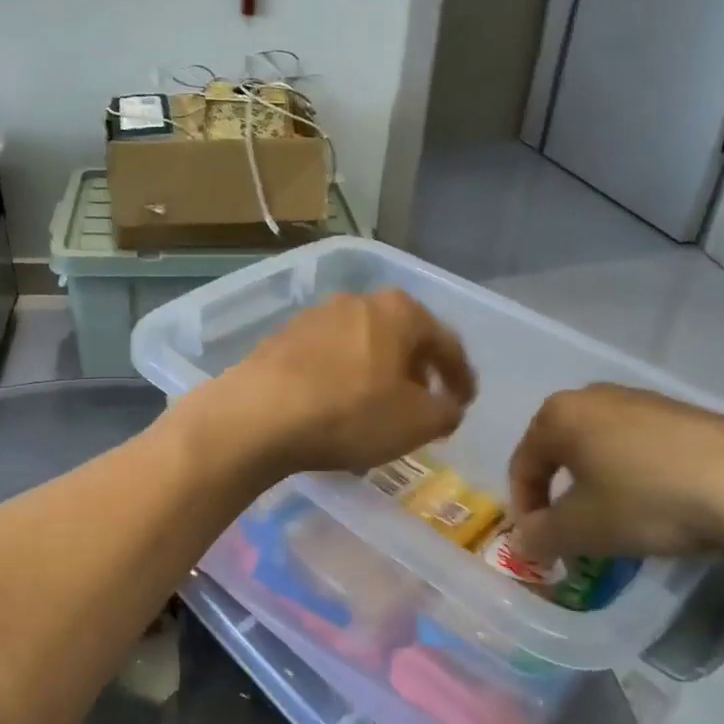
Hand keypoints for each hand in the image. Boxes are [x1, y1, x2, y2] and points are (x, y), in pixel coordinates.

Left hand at [186, 289, 476, 479]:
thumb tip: (447, 406)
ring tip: (379, 409)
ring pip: (361, 346)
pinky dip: (341, 379)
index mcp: (398, 311)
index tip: (465, 402)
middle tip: (423, 404)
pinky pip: (327, 358)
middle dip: (416, 371)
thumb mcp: (416, 422)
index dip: (461, 376)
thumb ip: (446, 411)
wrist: (258, 415)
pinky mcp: (281, 338)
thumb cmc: (350, 413)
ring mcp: (314, 316)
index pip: (445, 342)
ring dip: (376, 374)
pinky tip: (336, 408)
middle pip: (401, 337)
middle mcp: (356, 301)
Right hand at [507, 384, 723, 562]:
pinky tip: (659, 504)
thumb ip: (540, 536)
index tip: (539, 542)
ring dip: (598, 484)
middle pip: (560, 451)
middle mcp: (592, 396)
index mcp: (557, 415)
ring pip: (601, 447)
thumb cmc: (646, 501)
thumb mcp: (581, 530)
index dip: (524, 508)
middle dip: (561, 493)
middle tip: (574, 530)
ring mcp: (640, 399)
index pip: (522, 464)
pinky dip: (635, 475)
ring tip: (618, 520)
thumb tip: (523, 542)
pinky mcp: (682, 412)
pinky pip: (639, 446)